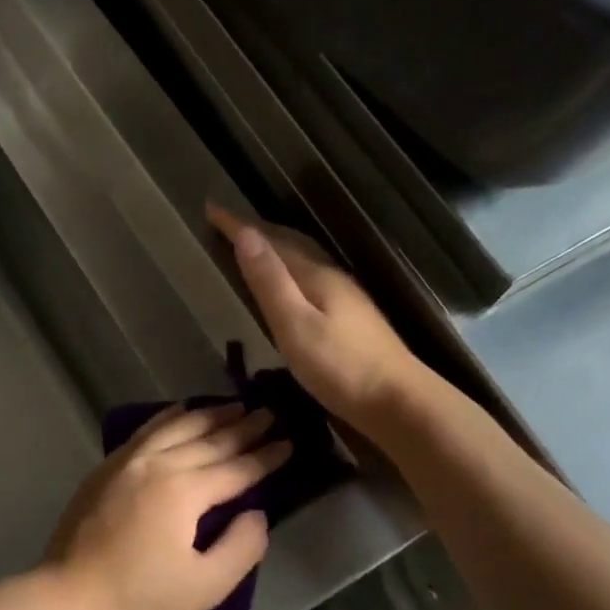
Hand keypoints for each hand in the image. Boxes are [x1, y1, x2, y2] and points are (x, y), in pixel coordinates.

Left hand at [45, 403, 290, 609]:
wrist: (71, 596)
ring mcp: (129, 460)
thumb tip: (256, 512)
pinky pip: (147, 430)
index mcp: (185, 491)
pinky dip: (169, 416)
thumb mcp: (206, 586)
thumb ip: (242, 546)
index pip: (237, 468)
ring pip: (178, 426)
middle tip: (270, 413)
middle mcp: (159, 464)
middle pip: (210, 440)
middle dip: (244, 427)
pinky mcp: (108, 466)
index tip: (289, 442)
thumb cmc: (141, 598)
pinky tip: (181, 409)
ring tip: (235, 405)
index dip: (266, 457)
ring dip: (210, 415)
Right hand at [208, 202, 422, 426]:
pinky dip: (290, 268)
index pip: (270, 241)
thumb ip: (270, 282)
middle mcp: (332, 277)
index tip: (210, 207)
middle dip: (257, 230)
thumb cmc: (340, 367)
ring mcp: (346, 296)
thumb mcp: (295, 325)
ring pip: (303, 259)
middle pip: (290, 243)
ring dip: (275, 247)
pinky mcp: (351, 317)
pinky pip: (311, 276)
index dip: (238, 225)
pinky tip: (290, 283)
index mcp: (315, 276)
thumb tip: (246, 236)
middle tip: (227, 222)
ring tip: (252, 245)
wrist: (398, 401)